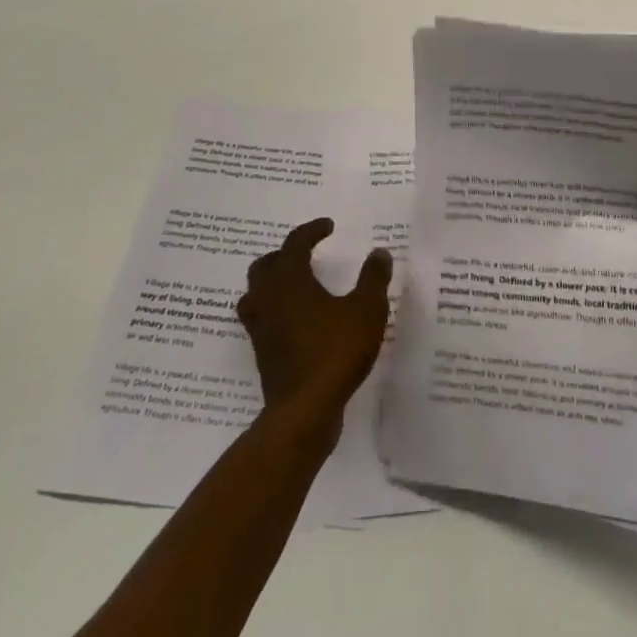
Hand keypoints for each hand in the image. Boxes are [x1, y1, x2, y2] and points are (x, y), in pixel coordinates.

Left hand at [237, 218, 393, 425]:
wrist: (304, 410)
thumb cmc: (335, 351)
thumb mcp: (366, 310)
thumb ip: (373, 278)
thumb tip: (379, 253)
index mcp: (290, 279)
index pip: (295, 243)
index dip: (311, 231)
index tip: (328, 227)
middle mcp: (268, 298)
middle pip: (266, 265)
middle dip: (285, 255)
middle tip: (307, 254)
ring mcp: (260, 327)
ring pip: (256, 293)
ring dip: (273, 283)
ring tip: (295, 285)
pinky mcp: (262, 353)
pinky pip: (262, 319)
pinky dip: (275, 310)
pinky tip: (297, 320)